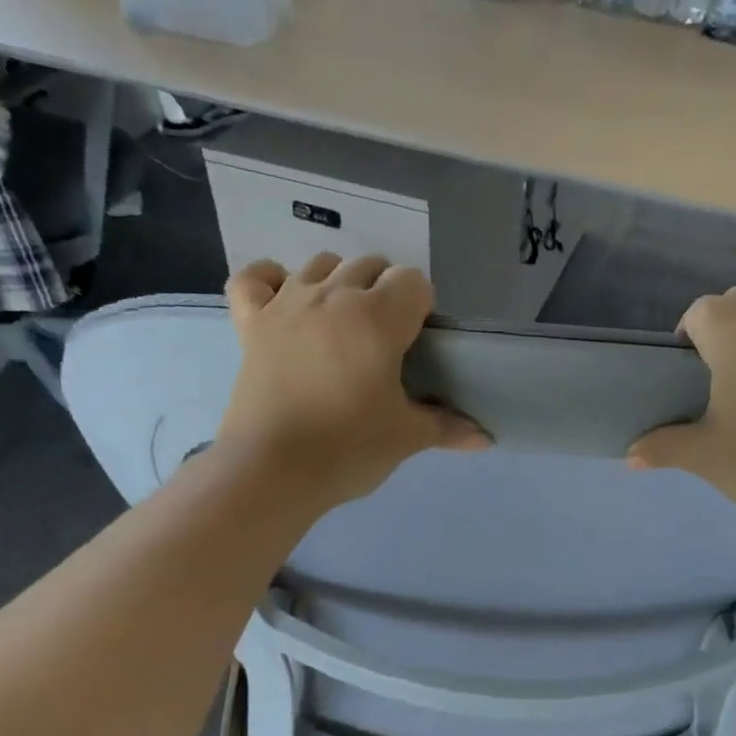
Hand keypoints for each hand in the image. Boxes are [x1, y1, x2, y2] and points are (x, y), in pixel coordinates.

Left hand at [211, 254, 487, 509]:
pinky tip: (284, 299)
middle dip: (385, 292)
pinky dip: (270, 280)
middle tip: (386, 340)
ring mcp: (286, 305)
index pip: (413, 281)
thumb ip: (447, 427)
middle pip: (370, 266)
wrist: (272, 471)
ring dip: (339, 282)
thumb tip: (486, 438)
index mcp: (378, 318)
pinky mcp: (250, 324)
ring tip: (343, 323)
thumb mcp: (406, 437)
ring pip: (320, 264)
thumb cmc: (349, 448)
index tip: (418, 342)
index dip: (422, 306)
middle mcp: (332, 296)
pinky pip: (253, 278)